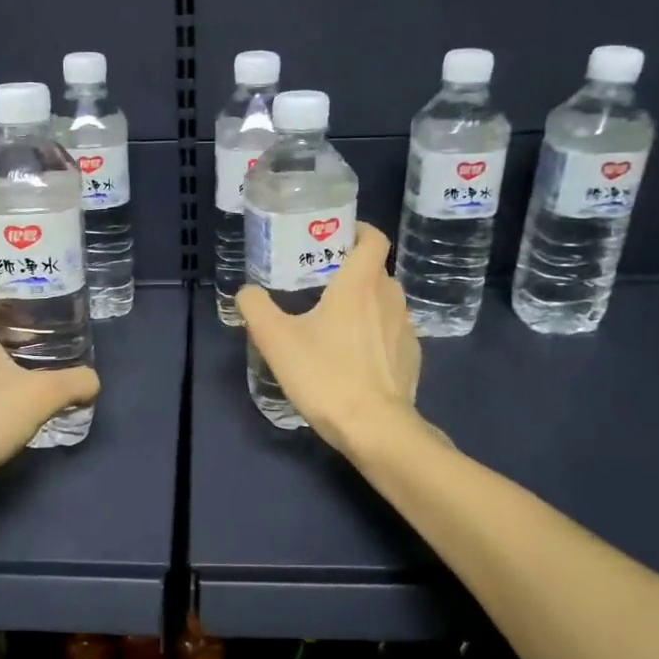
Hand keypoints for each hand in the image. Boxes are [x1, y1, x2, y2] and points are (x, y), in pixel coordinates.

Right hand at [237, 223, 423, 456]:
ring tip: (336, 321)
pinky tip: (355, 357)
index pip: (373, 238)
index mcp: (361, 284)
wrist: (375, 428)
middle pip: (376, 271)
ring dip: (365, 303)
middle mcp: (389, 298)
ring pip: (385, 302)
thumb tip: (246, 292)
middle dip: (352, 270)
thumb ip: (256, 308)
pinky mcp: (411, 358)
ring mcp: (406, 329)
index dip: (359, 230)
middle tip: (322, 282)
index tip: (338, 236)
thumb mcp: (276, 340)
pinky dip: (376, 334)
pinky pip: (392, 333)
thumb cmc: (325, 375)